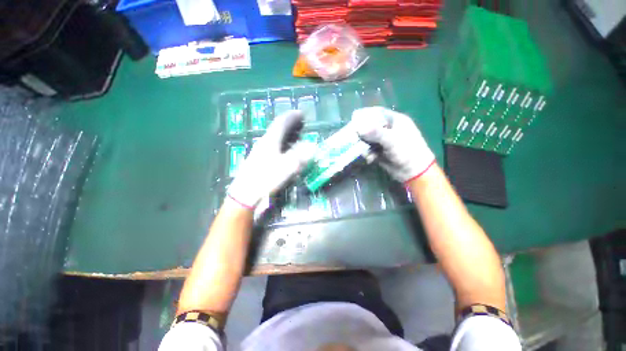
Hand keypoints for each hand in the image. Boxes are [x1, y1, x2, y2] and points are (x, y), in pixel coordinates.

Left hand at [227, 110, 314, 208]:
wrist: (245, 195)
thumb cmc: (265, 179)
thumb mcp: (286, 167)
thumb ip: (300, 156)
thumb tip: (313, 146)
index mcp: (270, 141)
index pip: (281, 123)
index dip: (292, 117)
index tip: (301, 113)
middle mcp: (264, 143)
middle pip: (278, 129)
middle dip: (290, 125)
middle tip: (301, 123)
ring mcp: (261, 152)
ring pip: (276, 139)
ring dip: (287, 135)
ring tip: (297, 135)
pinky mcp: (260, 161)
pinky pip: (274, 147)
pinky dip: (283, 145)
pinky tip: (286, 151)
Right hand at [351, 107, 435, 182]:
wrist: (413, 172)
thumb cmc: (407, 151)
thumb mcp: (392, 140)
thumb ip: (376, 133)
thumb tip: (358, 128)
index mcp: (395, 121)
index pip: (378, 113)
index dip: (365, 114)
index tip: (353, 117)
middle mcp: (388, 129)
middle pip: (370, 126)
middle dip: (362, 133)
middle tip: (354, 137)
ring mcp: (384, 141)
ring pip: (368, 139)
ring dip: (365, 146)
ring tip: (366, 152)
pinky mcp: (380, 151)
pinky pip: (369, 149)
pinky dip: (368, 154)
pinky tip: (371, 159)